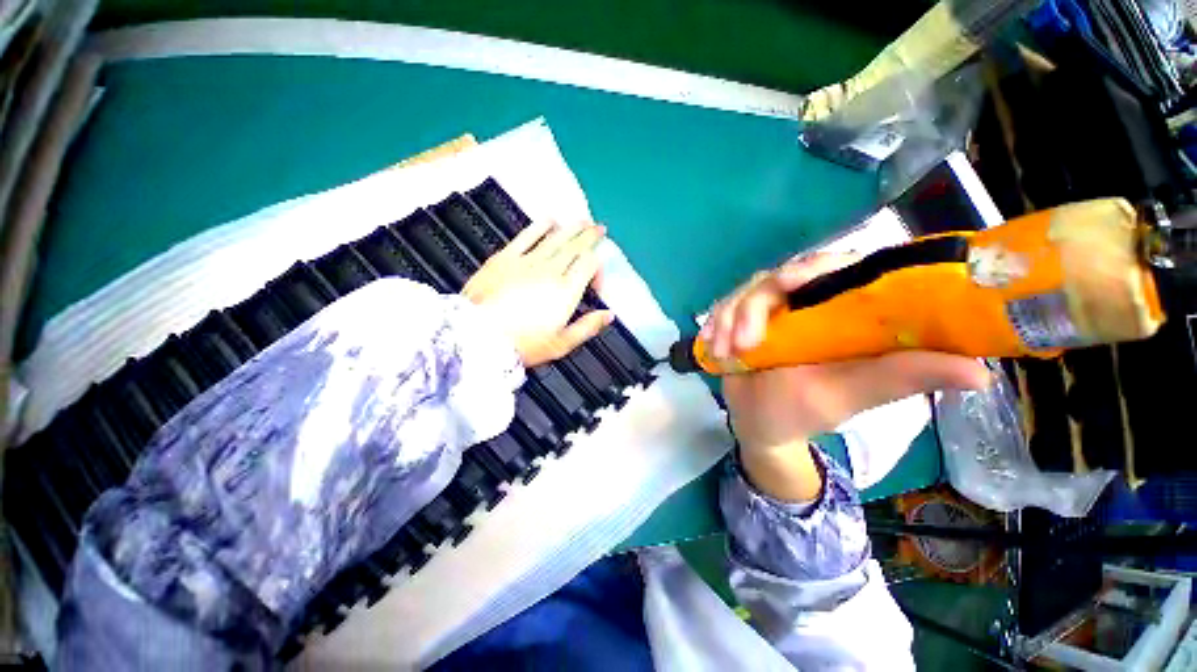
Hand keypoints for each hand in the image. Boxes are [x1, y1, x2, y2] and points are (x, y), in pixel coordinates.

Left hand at [463, 220, 612, 367]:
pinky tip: (549, 220)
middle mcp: (550, 270)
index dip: (598, 268)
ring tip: (582, 220)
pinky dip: (540, 225)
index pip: (589, 264)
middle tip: (598, 228)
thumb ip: (588, 327)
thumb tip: (609, 314)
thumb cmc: (523, 345)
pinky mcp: (505, 257)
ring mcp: (527, 261)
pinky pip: (527, 235)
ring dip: (572, 227)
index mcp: (566, 291)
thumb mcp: (561, 344)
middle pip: (575, 246)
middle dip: (589, 236)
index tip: (595, 283)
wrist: (476, 337)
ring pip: (556, 237)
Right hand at [711, 252, 989, 499]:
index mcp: (843, 311)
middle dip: (755, 305)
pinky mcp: (741, 318)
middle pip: (781, 275)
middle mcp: (807, 301)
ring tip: (726, 353)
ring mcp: (770, 309)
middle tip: (745, 342)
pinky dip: (714, 323)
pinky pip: (724, 307)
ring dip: (730, 318)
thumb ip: (899, 378)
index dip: (815, 268)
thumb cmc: (805, 412)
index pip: (839, 267)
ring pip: (746, 291)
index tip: (789, 288)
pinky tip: (711, 344)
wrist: (759, 424)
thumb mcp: (851, 395)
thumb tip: (981, 372)